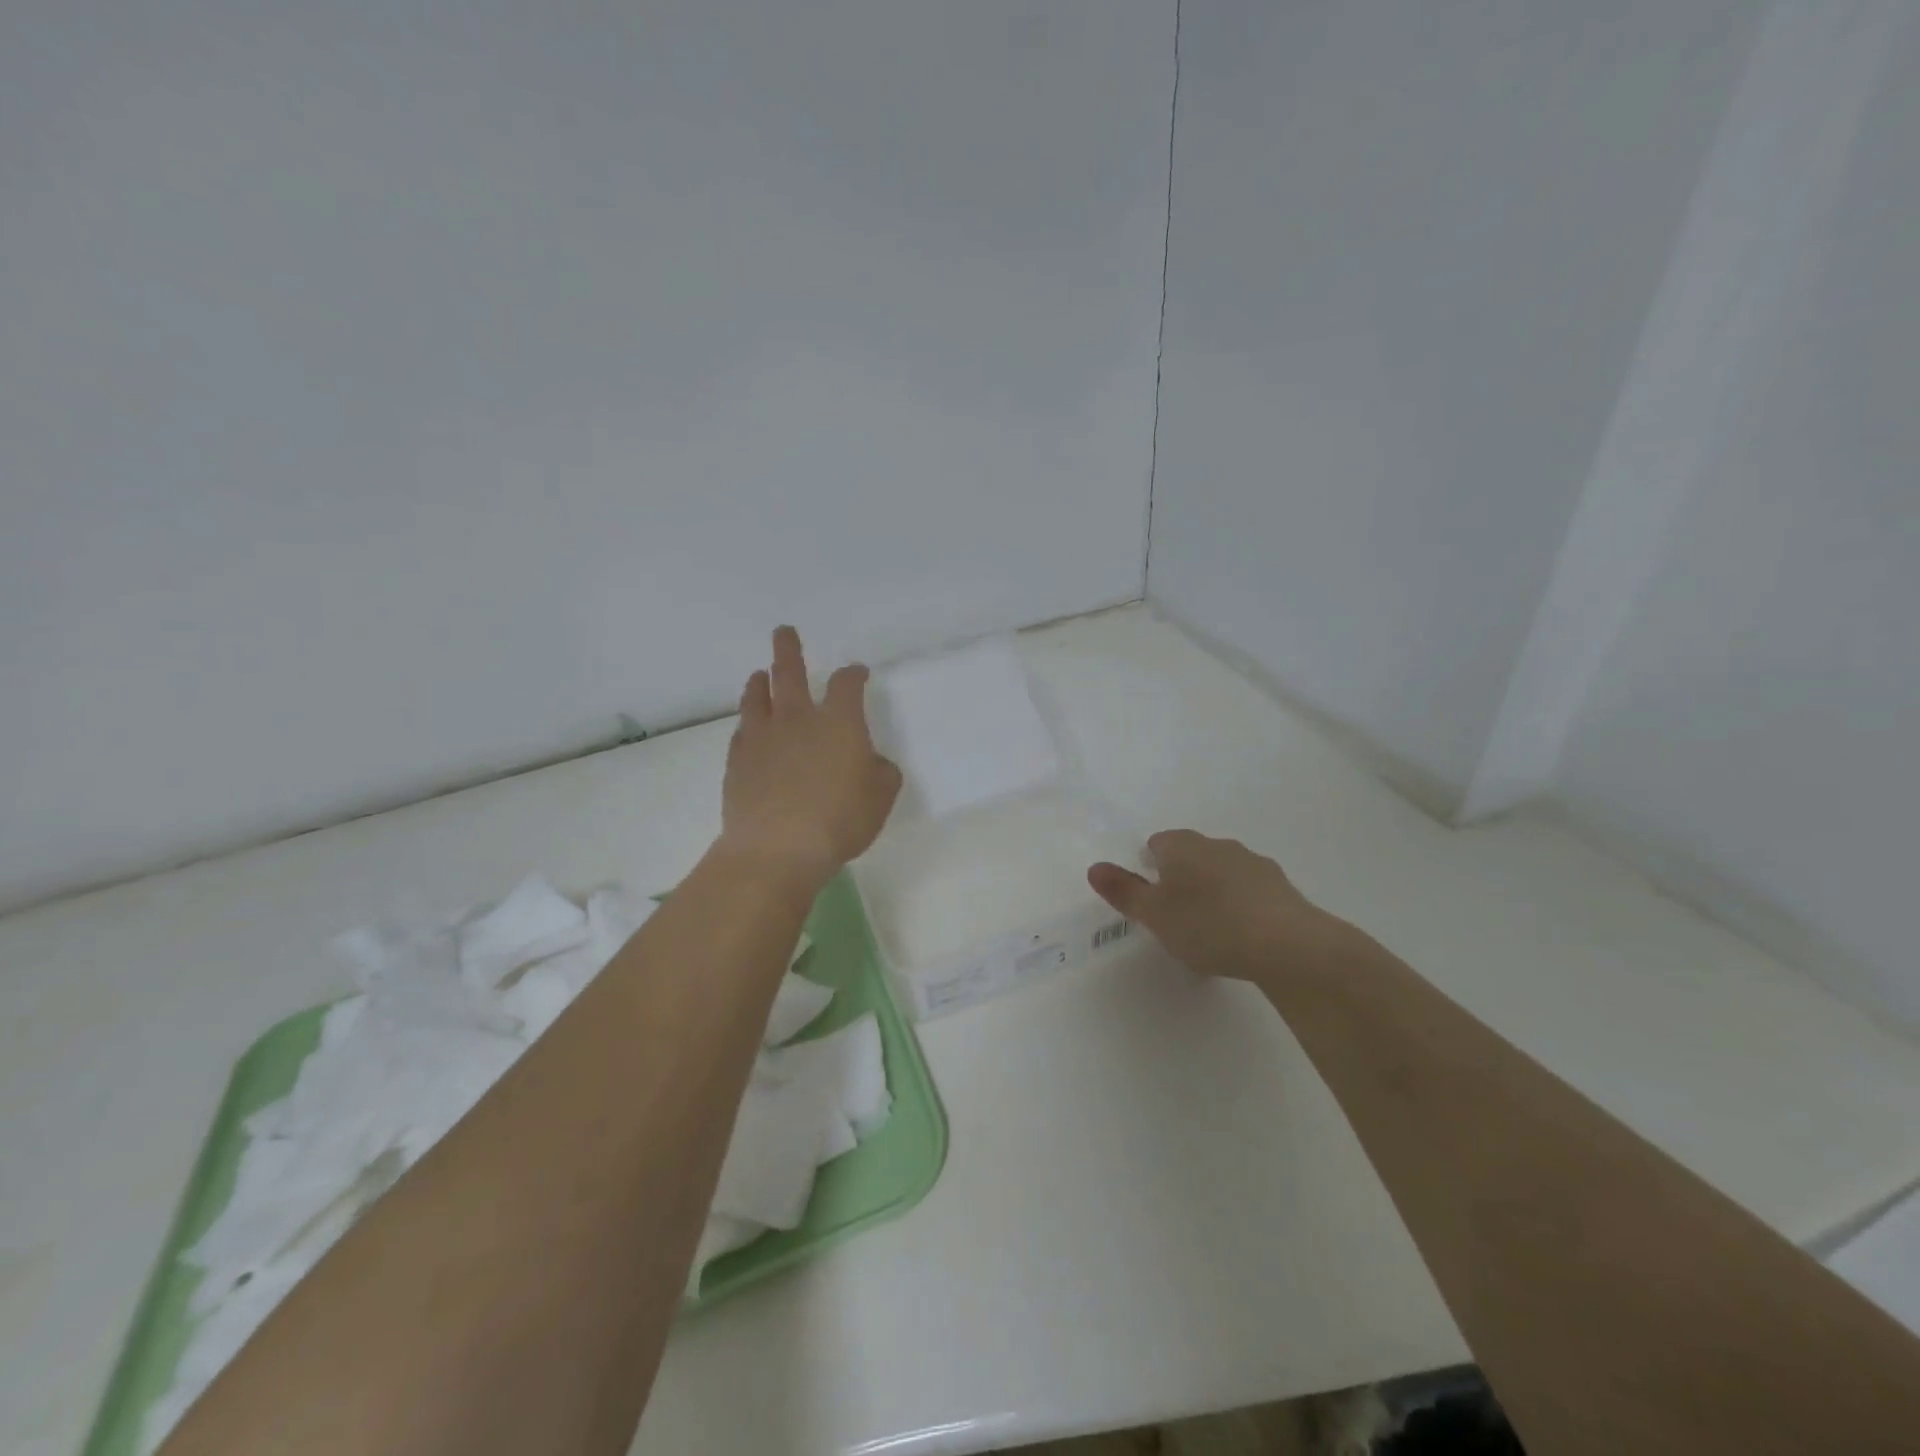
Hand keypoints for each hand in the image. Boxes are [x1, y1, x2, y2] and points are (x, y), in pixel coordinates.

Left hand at [720, 626, 902, 886]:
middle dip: (789, 648)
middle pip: (790, 672)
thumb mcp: (880, 798)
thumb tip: (872, 762)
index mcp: (839, 722)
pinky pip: (742, 730)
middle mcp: (798, 719)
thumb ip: (881, 772)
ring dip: (760, 681)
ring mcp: (763, 737)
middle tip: (783, 631)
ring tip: (760, 674)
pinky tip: (750, 727)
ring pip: (758, 696)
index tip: (857, 672)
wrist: (777, 848)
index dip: (854, 674)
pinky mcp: (738, 760)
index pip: (847, 684)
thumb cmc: (840, 820)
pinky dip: (748, 721)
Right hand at [1087, 829, 1352, 987]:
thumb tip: (1094, 867)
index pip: (1158, 842)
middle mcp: (1218, 845)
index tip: (1150, 895)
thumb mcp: (1154, 914)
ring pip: (1222, 872)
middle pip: (1191, 854)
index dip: (1149, 865)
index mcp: (1183, 846)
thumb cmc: (1208, 924)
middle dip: (1181, 877)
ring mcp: (1254, 864)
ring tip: (1209, 929)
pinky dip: (1240, 906)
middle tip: (1174, 914)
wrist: (1286, 944)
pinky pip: (1249, 891)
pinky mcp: (1282, 888)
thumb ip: (1123, 891)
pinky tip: (1240, 936)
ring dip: (1213, 890)